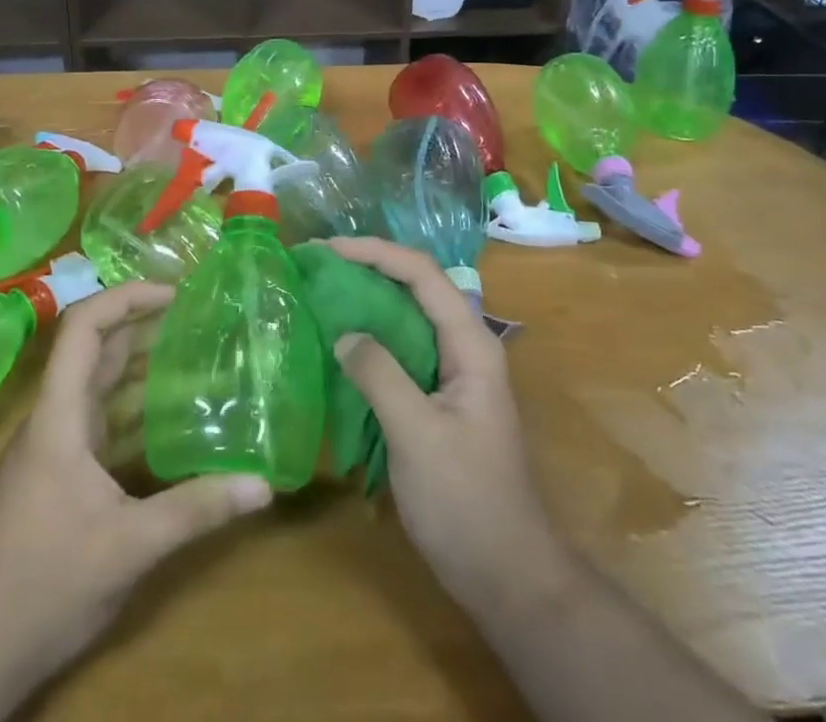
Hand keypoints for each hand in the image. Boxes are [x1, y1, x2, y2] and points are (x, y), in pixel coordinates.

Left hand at [0, 283, 271, 721]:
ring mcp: (52, 448)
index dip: (126, 297)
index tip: (176, 294)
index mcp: (58, 416)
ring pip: (97, 385)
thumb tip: (263, 485)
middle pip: (96, 349)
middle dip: (145, 323)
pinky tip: (169, 419)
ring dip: (140, 364)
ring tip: (195, 353)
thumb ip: (195, 511)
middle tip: (200, 317)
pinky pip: (99, 420)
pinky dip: (133, 407)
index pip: (84, 327)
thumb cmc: (40, 588)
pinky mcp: (57, 476)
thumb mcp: (127, 549)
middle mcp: (53, 419)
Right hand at [322, 238, 582, 615]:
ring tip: (322, 291)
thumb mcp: (417, 435)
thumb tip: (343, 333)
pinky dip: (370, 337)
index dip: (376, 252)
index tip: (328, 249)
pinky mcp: (437, 399)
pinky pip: (401, 351)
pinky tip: (339, 344)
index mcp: (471, 344)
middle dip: (368, 267)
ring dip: (367, 299)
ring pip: (407, 317)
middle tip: (318, 264)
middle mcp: (465, 347)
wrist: (507, 577)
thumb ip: (380, 376)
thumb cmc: (466, 502)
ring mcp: (452, 374)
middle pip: (415, 287)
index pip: (422, 274)